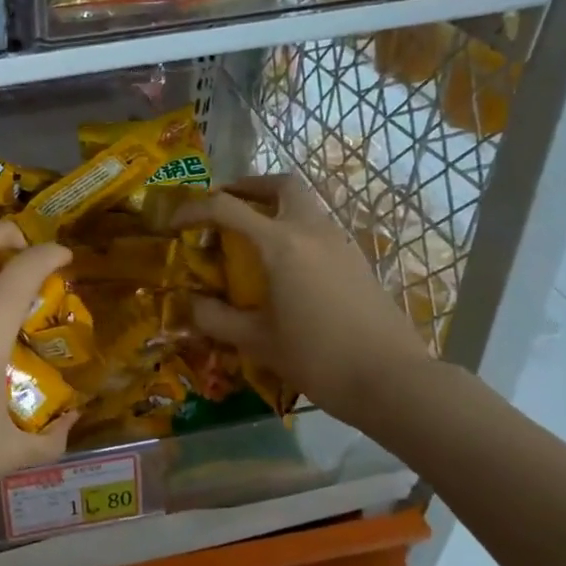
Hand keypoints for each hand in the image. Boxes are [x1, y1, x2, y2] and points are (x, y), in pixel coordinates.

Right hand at [174, 176, 431, 428]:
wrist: (391, 379)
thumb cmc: (317, 357)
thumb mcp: (256, 341)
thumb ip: (216, 318)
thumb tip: (191, 303)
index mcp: (282, 244)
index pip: (227, 208)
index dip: (194, 209)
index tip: (175, 223)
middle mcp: (312, 231)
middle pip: (281, 185)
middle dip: (248, 187)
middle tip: (224, 204)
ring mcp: (340, 243)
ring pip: (305, 204)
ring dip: (274, 208)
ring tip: (249, 236)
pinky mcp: (357, 261)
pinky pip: (319, 229)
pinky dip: (294, 230)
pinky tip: (283, 266)